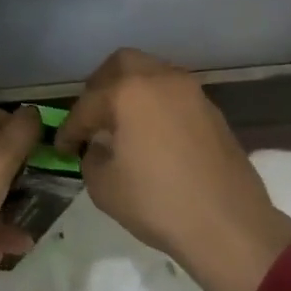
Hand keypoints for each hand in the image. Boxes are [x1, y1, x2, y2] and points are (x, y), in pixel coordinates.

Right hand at [56, 49, 290, 290]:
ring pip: (152, 74)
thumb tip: (99, 146)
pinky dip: (156, 105)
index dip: (69, 128)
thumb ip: (91, 156)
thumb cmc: (158, 204)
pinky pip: (173, 94)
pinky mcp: (212, 111)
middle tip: (92, 116)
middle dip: (100, 86)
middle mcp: (160, 79)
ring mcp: (191, 92)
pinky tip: (152, 135)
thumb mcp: (104, 187)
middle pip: (122, 64)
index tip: (61, 147)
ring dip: (132, 92)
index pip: (87, 104)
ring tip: (122, 124)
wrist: (229, 226)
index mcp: (128, 92)